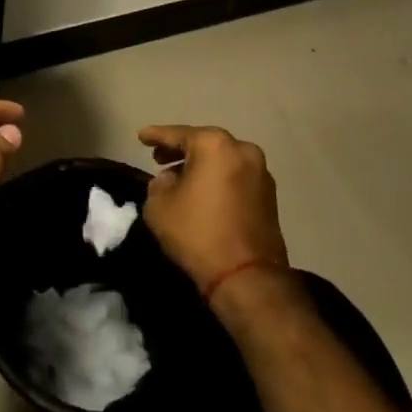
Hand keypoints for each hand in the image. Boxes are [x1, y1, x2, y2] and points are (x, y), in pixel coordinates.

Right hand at [138, 125, 288, 300]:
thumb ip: (158, 184)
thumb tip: (170, 180)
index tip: (141, 136)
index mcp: (214, 145)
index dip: (156, 135)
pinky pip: (235, 177)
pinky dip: (218, 179)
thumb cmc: (198, 233)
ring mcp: (261, 173)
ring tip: (179, 179)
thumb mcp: (158, 206)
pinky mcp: (270, 196)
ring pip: (222, 160)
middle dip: (180, 150)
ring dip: (201, 166)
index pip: (177, 134)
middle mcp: (242, 150)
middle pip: (204, 144)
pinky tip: (202, 194)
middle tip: (158, 158)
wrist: (247, 277)